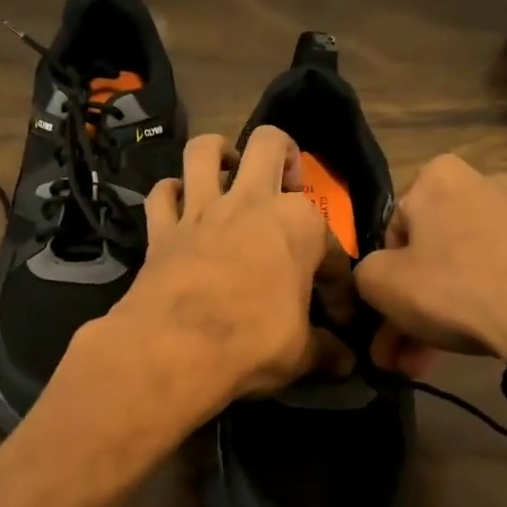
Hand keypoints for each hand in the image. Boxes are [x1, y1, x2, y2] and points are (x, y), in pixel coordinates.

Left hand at [100, 127, 331, 410]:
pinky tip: (179, 207)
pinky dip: (170, 196)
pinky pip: (161, 195)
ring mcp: (201, 210)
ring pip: (204, 150)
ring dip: (218, 154)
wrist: (174, 349)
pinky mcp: (161, 229)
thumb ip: (326, 350)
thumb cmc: (252, 343)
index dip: (338, 284)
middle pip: (269, 144)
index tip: (336, 316)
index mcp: (298, 224)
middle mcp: (250, 202)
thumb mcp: (301, 353)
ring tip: (228, 173)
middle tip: (286, 186)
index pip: (331, 247)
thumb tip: (346, 362)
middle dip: (284, 155)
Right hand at [355, 154, 506, 366]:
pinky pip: (504, 277)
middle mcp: (484, 182)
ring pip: (466, 269)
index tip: (386, 318)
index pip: (393, 231)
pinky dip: (486, 305)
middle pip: (432, 254)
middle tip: (401, 354)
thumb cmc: (454, 287)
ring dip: (444, 314)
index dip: (385, 279)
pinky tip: (477, 341)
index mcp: (438, 176)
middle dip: (412, 307)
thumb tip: (376, 279)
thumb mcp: (380, 283)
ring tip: (431, 362)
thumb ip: (364, 273)